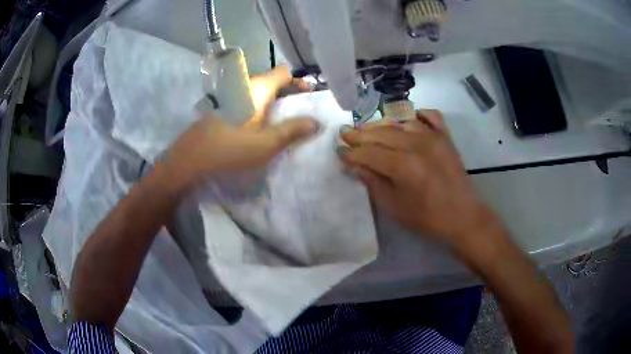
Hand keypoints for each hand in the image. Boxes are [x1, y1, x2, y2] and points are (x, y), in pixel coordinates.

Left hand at [162, 66, 317, 190]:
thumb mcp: (265, 144)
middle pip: (272, 83)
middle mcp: (244, 88)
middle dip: (289, 96)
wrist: (189, 160)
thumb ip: (292, 131)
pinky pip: (248, 104)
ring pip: (259, 95)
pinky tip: (260, 131)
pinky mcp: (223, 111)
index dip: (299, 81)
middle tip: (300, 116)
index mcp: (256, 90)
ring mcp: (231, 99)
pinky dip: (260, 112)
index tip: (308, 97)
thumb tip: (316, 122)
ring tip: (284, 125)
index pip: (283, 72)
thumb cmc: (229, 149)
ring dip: (274, 105)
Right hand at [338, 110, 496, 247]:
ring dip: (382, 125)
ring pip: (400, 122)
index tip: (338, 150)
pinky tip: (407, 120)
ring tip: (370, 131)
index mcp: (402, 165)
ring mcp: (433, 137)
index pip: (368, 153)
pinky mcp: (445, 137)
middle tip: (345, 134)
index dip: (350, 152)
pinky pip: (430, 116)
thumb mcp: (393, 206)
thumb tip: (353, 164)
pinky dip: (417, 115)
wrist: (462, 216)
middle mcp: (416, 144)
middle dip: (360, 134)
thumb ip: (372, 181)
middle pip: (381, 133)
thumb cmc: (426, 217)